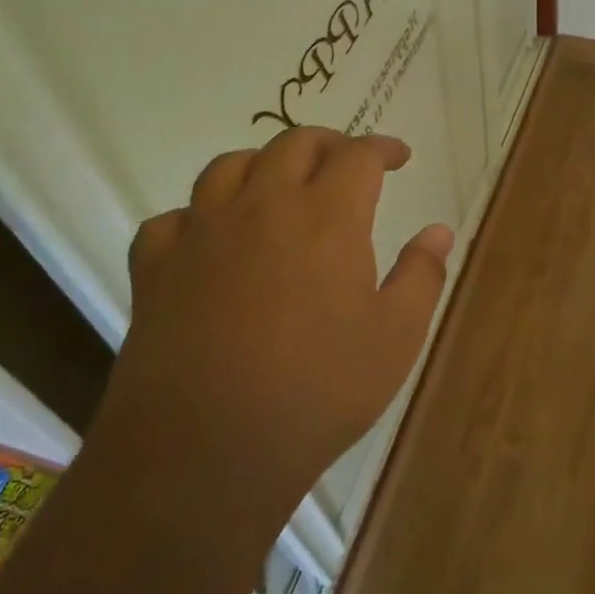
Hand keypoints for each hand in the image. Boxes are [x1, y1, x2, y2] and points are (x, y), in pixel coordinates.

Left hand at [103, 127, 453, 523]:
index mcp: (327, 217)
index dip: (383, 147)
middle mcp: (262, 207)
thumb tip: (439, 231)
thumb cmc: (318, 392)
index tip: (399, 156)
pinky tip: (208, 240)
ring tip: (278, 186)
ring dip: (262, 164)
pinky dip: (196, 217)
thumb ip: (421, 276)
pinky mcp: (155, 268)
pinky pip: (172, 219)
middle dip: (327, 143)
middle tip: (345, 163)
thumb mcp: (396, 338)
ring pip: (228, 167)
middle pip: (293, 144)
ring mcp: (201, 233)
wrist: (206, 449)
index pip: (358, 155)